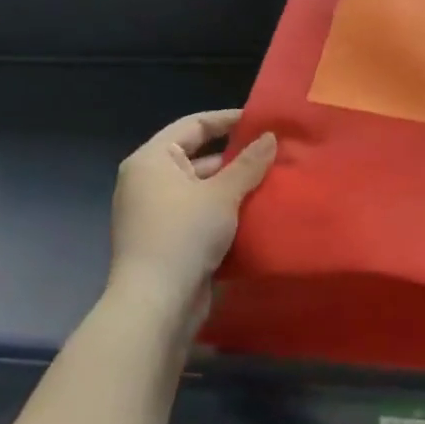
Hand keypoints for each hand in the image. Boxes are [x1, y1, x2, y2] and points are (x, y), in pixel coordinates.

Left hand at [110, 110, 275, 318]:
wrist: (156, 304)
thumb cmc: (184, 235)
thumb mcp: (222, 194)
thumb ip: (248, 163)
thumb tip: (270, 136)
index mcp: (152, 160)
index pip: (193, 125)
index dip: (228, 119)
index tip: (263, 120)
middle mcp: (148, 181)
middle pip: (198, 156)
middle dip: (237, 156)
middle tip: (275, 153)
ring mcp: (156, 212)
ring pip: (202, 187)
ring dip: (234, 185)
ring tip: (274, 180)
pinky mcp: (168, 238)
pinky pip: (201, 212)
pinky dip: (225, 209)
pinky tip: (258, 210)